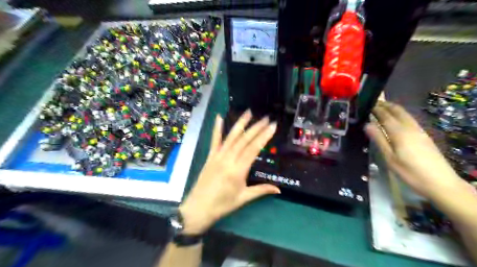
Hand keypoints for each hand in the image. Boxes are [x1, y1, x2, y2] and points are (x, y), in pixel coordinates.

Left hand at [179, 111, 279, 232]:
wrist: (199, 208)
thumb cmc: (222, 205)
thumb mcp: (244, 198)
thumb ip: (261, 190)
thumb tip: (278, 189)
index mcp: (238, 170)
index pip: (253, 149)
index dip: (264, 136)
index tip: (272, 126)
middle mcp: (228, 159)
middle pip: (244, 140)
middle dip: (256, 128)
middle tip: (266, 118)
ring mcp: (217, 156)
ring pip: (231, 137)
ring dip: (240, 124)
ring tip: (248, 113)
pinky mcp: (210, 157)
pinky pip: (214, 141)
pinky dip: (217, 129)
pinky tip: (219, 117)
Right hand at [367, 101, 462, 198]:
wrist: (441, 183)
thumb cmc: (410, 172)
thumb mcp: (390, 158)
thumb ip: (379, 139)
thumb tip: (367, 124)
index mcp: (400, 133)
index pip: (386, 116)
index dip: (376, 109)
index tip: (367, 104)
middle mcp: (410, 128)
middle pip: (398, 111)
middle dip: (386, 105)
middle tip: (374, 103)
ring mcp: (419, 131)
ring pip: (405, 114)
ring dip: (393, 109)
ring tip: (383, 108)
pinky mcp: (424, 136)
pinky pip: (410, 119)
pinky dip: (400, 115)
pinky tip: (397, 120)